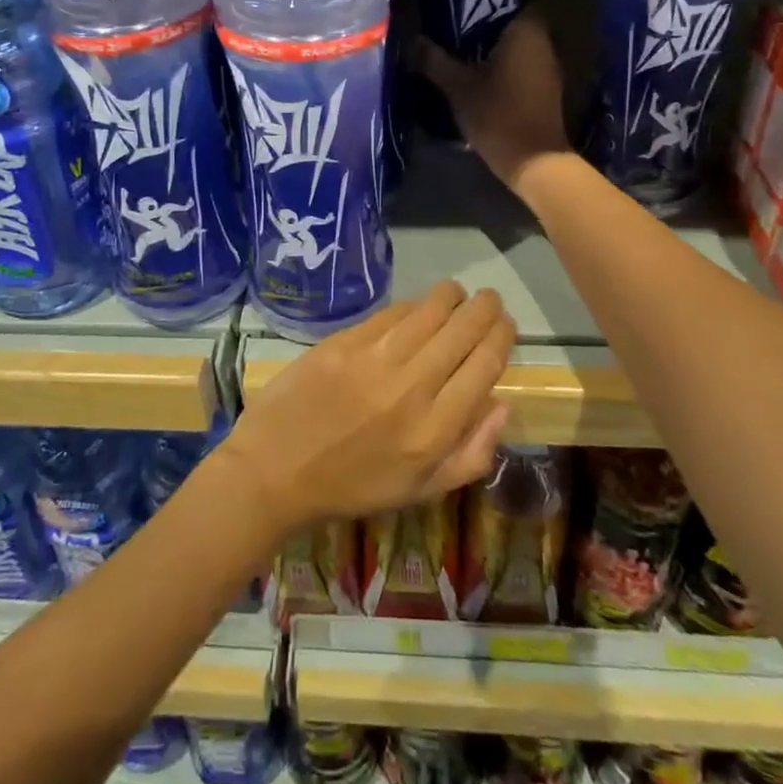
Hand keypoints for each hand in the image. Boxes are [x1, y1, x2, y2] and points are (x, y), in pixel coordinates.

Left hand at [219, 282, 513, 538]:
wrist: (277, 469)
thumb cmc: (353, 486)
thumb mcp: (421, 490)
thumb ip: (471, 453)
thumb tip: (502, 404)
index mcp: (435, 430)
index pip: (484, 366)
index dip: (501, 337)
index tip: (506, 324)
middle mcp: (412, 388)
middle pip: (462, 332)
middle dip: (484, 309)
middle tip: (489, 300)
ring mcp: (376, 360)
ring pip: (429, 312)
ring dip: (451, 297)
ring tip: (458, 293)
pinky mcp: (344, 342)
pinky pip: (391, 313)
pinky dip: (412, 305)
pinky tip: (418, 306)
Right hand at [419, 14, 571, 193]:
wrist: (533, 160)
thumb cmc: (497, 114)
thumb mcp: (458, 86)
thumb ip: (435, 61)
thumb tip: (413, 40)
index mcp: (526, 31)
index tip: (461, 2)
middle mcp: (544, 42)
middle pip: (512, 22)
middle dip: (485, 23)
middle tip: (453, 24)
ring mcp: (548, 67)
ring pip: (517, 45)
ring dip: (493, 46)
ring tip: (460, 47)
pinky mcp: (545, 88)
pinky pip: (521, 64)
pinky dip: (502, 64)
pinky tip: (478, 72)